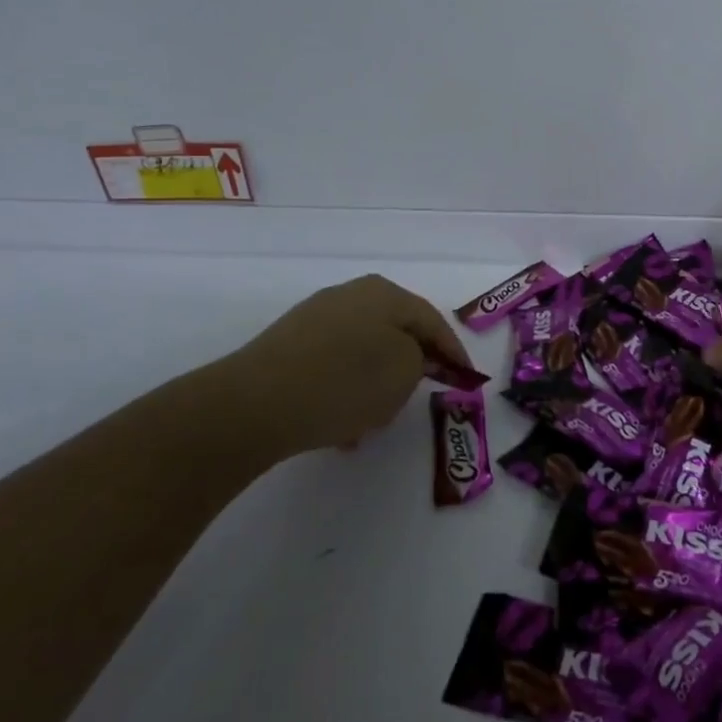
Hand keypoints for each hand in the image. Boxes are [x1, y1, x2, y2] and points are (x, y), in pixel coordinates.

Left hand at [205, 275, 469, 466]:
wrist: (255, 403)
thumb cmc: (345, 382)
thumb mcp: (404, 372)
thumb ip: (421, 361)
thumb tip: (406, 359)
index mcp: (384, 293)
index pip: (432, 321)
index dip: (453, 352)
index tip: (466, 380)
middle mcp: (349, 296)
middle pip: (396, 333)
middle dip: (410, 368)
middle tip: (421, 396)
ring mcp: (314, 319)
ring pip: (363, 353)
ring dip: (375, 385)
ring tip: (373, 423)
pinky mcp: (288, 346)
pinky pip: (333, 367)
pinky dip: (345, 392)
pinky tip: (340, 428)